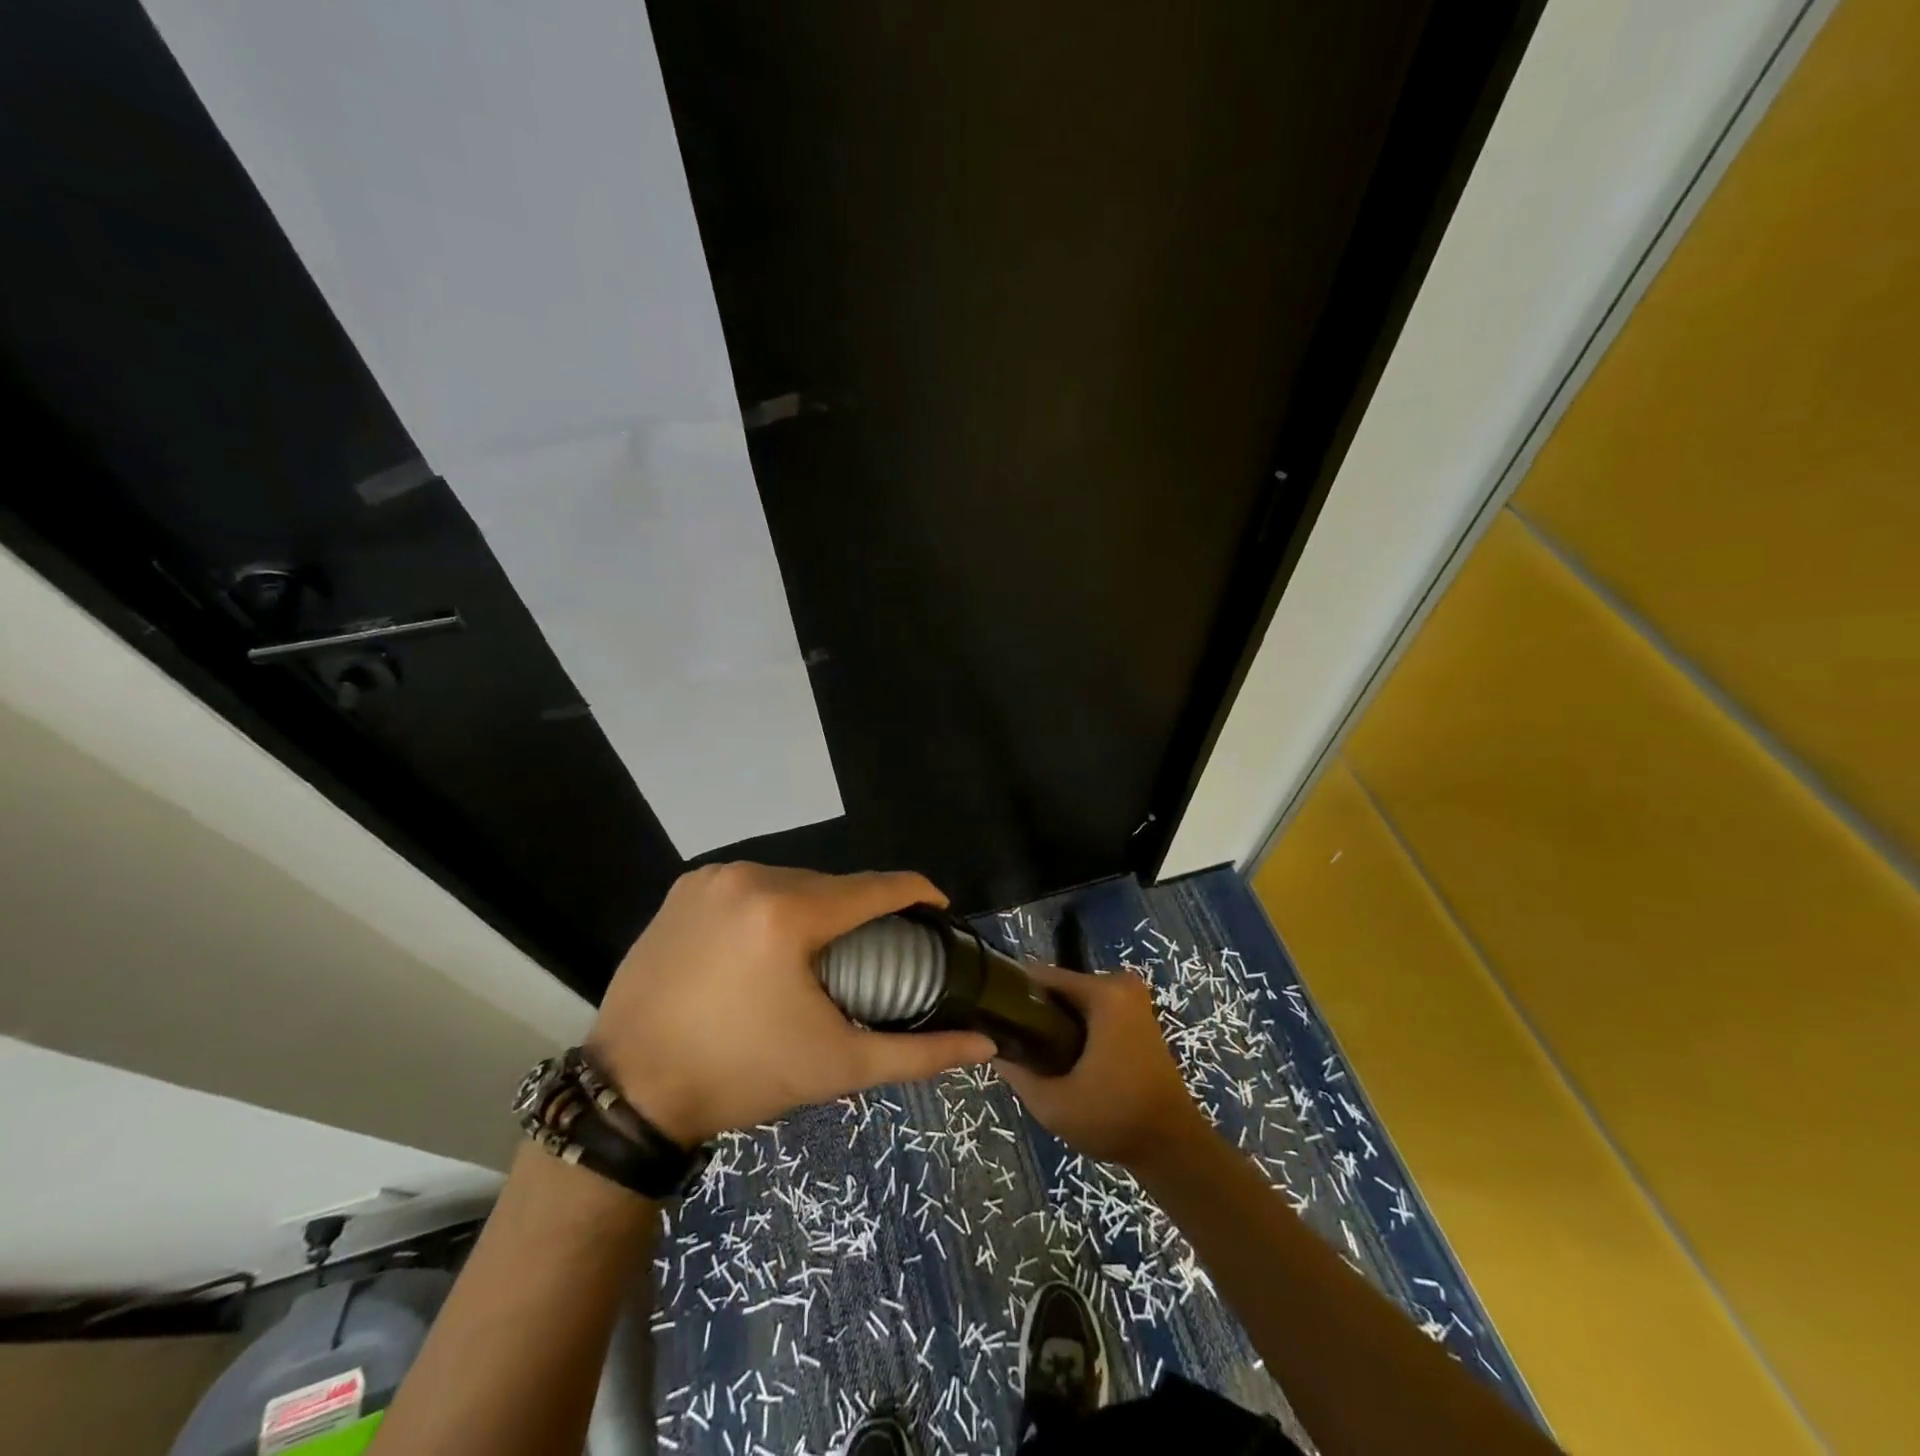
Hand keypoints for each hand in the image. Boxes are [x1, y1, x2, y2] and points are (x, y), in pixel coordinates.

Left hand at [586, 863, 995, 1145]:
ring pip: (791, 880)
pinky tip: (771, 942)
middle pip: (832, 883)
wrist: (630, 1092)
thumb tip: (983, 1044)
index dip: (917, 893)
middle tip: (874, 950)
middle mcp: (750, 877)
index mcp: (789, 913)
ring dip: (816, 906)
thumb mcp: (836, 1066)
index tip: (938, 910)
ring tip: (822, 950)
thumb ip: (917, 1053)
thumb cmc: (741, 1077)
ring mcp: (712, 878)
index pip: (876, 886)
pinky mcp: (684, 888)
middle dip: (862, 910)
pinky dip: (772, 904)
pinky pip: (750, 885)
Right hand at [996, 962, 1205, 1169]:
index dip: (1013, 996)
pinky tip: (1062, 1056)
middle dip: (1035, 1012)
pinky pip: (1093, 1009)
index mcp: (1104, 993)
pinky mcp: (1138, 1016)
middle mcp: (1121, 985)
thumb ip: (1016, 1072)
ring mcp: (1133, 999)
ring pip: (1075, 1000)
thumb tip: (991, 1048)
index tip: (993, 1020)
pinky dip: (1076, 1027)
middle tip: (1015, 1046)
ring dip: (1055, 1021)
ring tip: (1035, 1055)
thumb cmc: (1114, 1119)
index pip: (1042, 977)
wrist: (1173, 1147)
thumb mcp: (1054, 1103)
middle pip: (1059, 987)